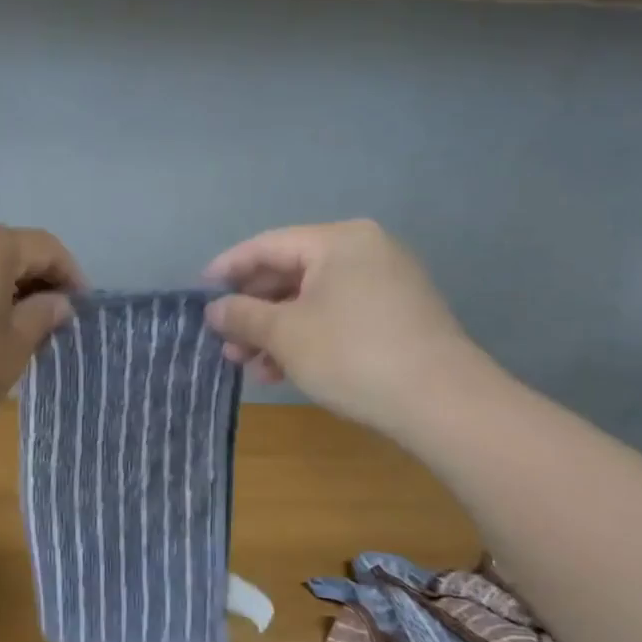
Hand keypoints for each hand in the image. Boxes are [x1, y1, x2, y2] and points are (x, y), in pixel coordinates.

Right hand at [204, 220, 478, 433]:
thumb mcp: (286, 335)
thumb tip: (215, 309)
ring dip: (276, 331)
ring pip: (313, 300)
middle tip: (225, 342)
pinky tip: (284, 370)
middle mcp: (366, 251)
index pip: (268, 245)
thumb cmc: (352, 354)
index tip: (200, 291)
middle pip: (291, 273)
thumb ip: (243, 316)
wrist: (441, 401)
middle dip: (253, 310)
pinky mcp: (397, 315)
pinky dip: (307, 337)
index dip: (228, 268)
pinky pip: (337, 315)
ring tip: (249, 365)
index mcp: (339, 240)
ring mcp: (386, 283)